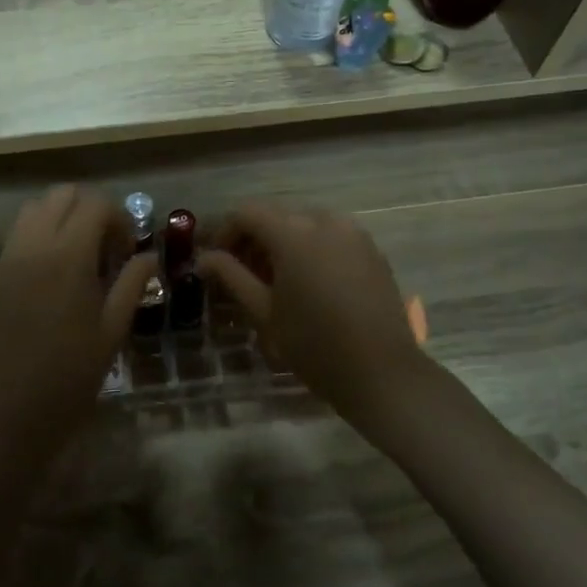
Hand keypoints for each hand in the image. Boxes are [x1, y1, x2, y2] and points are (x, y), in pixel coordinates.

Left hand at [0, 186, 155, 465]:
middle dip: (89, 209)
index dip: (118, 218)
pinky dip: (38, 236)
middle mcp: (33, 246)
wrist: (5, 416)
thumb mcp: (112, 332)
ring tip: (78, 256)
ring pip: (34, 209)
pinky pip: (16, 235)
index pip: (95, 204)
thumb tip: (149, 255)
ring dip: (60, 218)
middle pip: (61, 195)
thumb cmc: (68, 378)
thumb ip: (132, 284)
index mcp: (68, 256)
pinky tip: (52, 275)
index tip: (127, 249)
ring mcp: (7, 259)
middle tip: (105, 246)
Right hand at [198, 202, 429, 419]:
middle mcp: (324, 221)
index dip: (225, 232)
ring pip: (304, 224)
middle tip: (241, 274)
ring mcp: (353, 233)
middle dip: (253, 238)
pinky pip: (331, 236)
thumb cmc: (314, 345)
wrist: (383, 373)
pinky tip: (309, 281)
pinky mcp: (372, 249)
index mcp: (293, 233)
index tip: (216, 261)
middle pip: (276, 216)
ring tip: (275, 280)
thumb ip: (231, 276)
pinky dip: (311, 248)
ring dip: (282, 242)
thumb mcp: (264, 312)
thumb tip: (204, 258)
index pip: (247, 213)